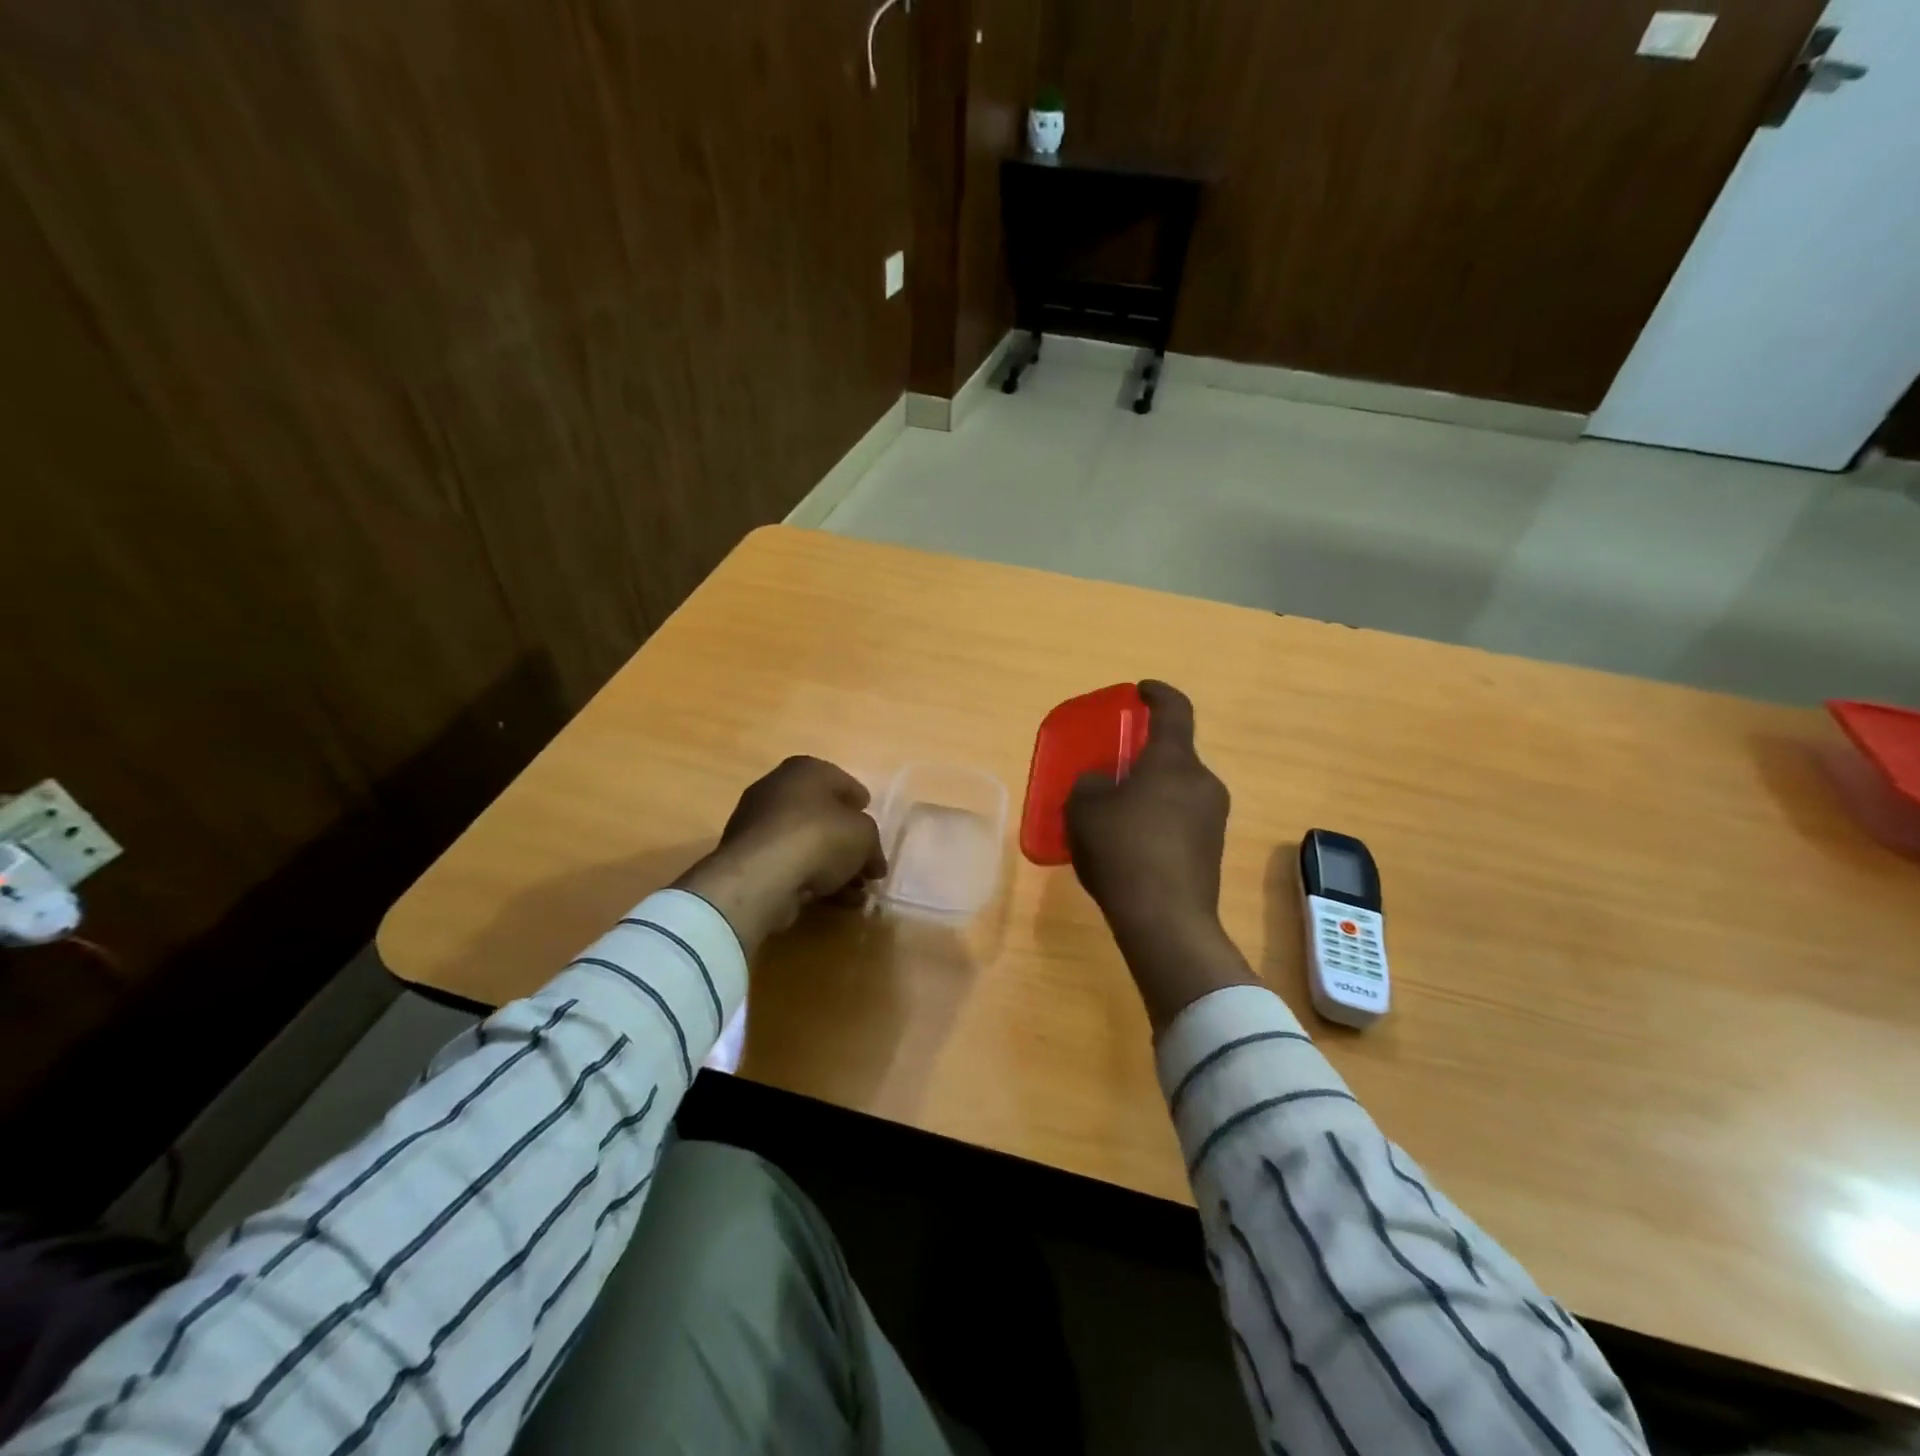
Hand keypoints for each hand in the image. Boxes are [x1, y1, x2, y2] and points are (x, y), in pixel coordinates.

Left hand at [675, 757, 887, 951]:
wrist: (762, 874)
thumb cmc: (820, 837)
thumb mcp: (865, 835)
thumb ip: (872, 844)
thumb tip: (873, 861)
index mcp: (805, 770)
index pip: (841, 781)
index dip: (859, 801)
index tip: (869, 819)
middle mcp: (777, 789)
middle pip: (822, 815)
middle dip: (847, 840)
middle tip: (867, 863)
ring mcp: (758, 824)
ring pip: (806, 844)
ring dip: (833, 866)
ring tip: (856, 892)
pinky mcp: (748, 858)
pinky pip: (789, 865)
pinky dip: (812, 879)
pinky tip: (834, 901)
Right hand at [1066, 681, 1228, 933]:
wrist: (1165, 920)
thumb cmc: (1123, 851)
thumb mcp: (1085, 809)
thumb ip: (1090, 783)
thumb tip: (1102, 784)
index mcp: (1174, 762)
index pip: (1174, 710)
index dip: (1157, 693)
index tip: (1141, 690)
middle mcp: (1203, 782)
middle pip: (1173, 754)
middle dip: (1143, 756)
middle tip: (1112, 769)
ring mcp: (1213, 818)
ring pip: (1177, 789)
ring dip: (1150, 791)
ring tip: (1115, 813)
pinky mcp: (1212, 849)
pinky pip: (1181, 818)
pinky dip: (1157, 819)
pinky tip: (1130, 845)